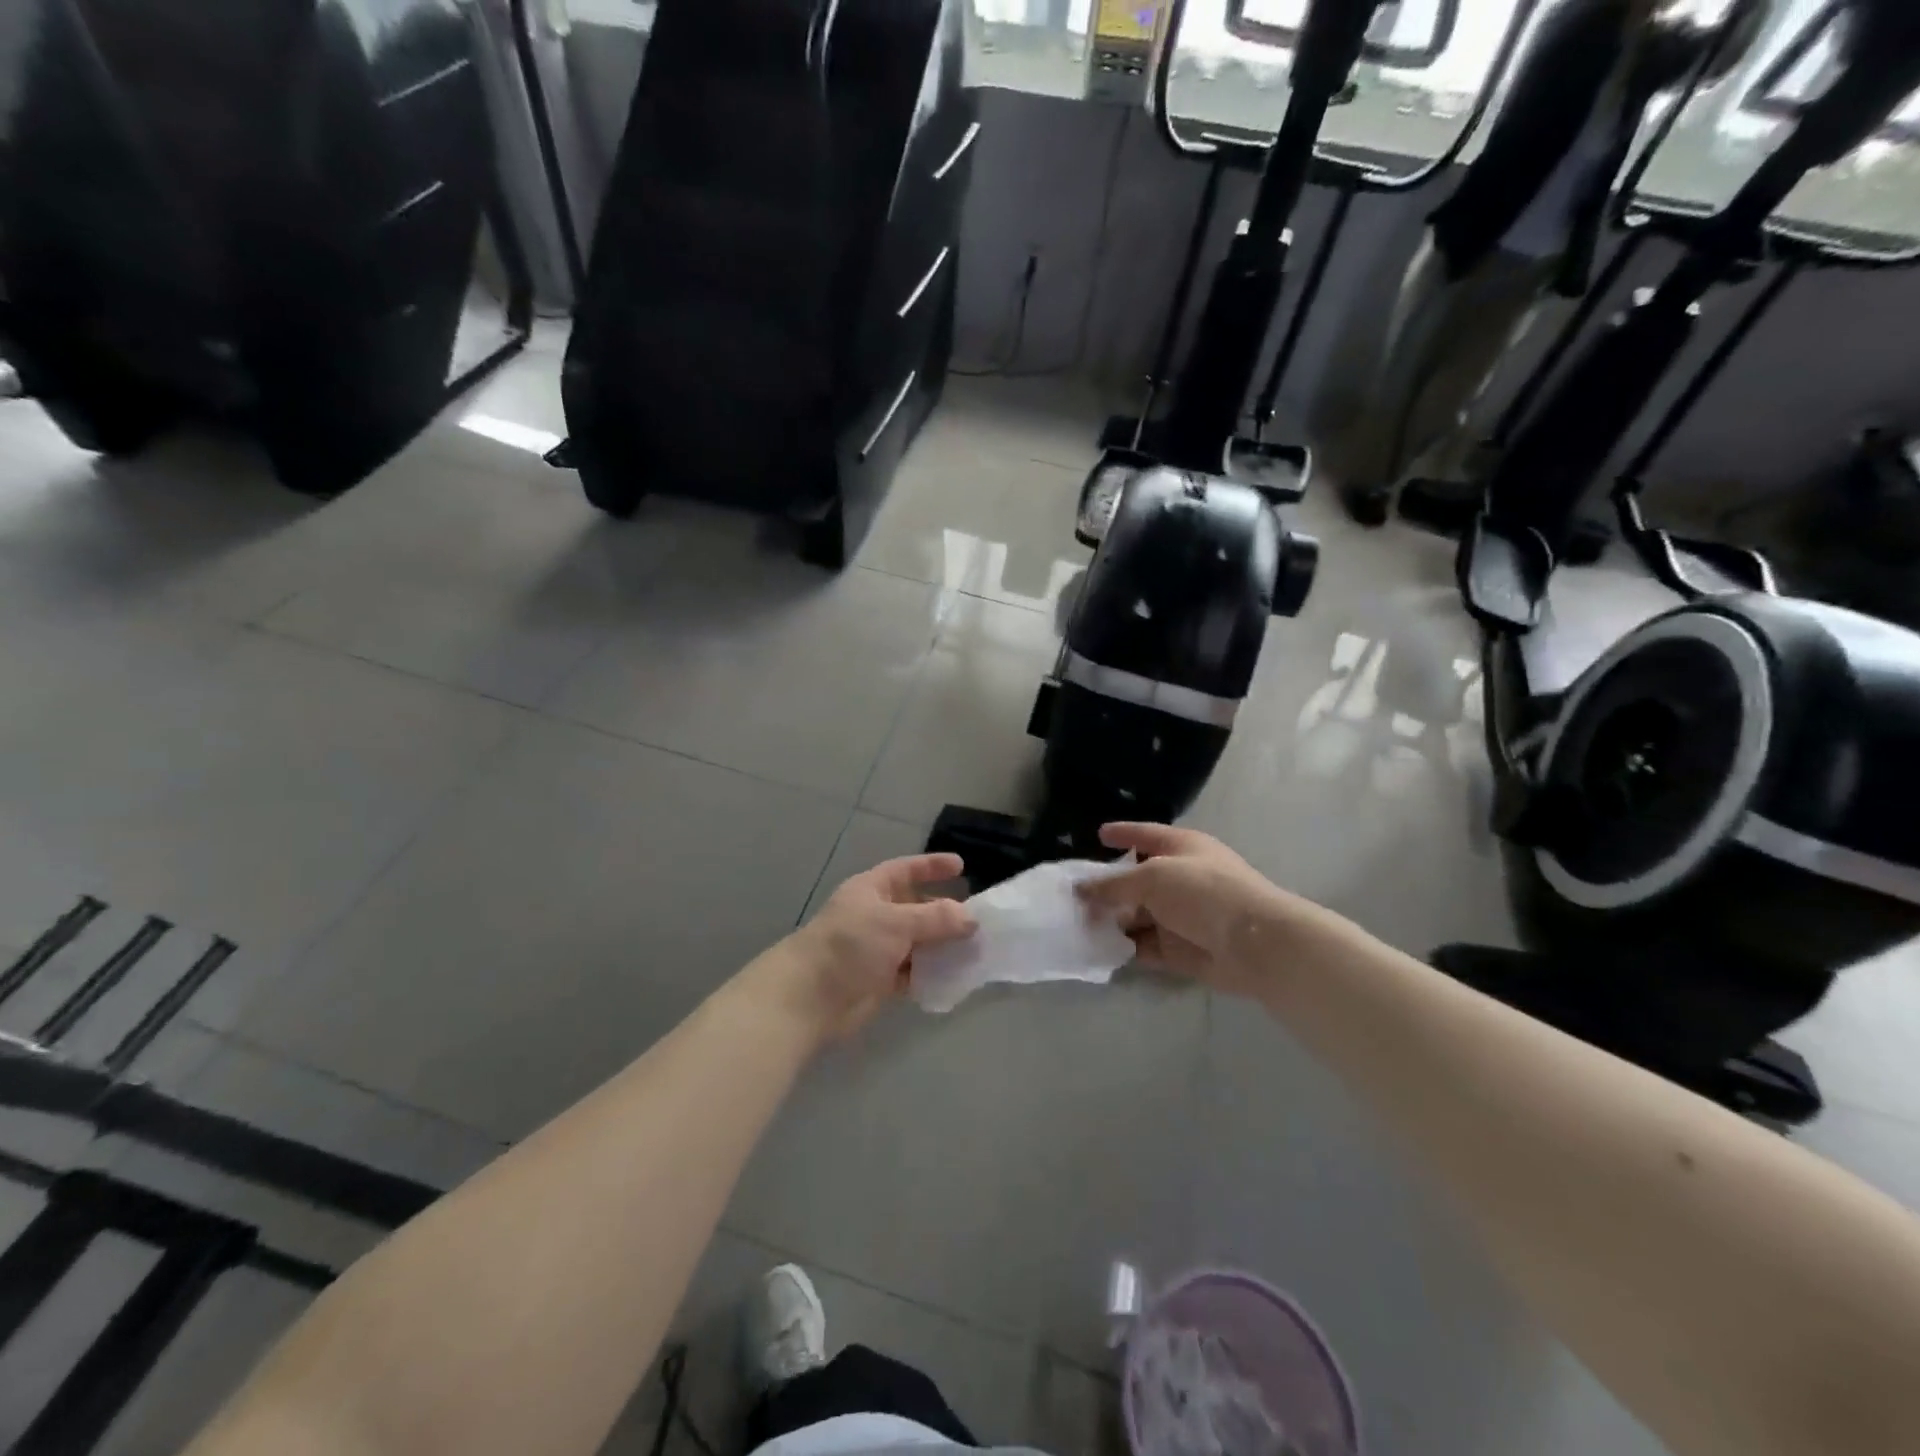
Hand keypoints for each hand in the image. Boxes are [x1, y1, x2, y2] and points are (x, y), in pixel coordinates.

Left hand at [778, 853, 975, 1040]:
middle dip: (945, 912)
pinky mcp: (881, 981)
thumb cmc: (850, 945)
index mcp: (872, 889)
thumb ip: (936, 918)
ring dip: (944, 946)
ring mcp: (878, 949)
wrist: (810, 998)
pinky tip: (958, 976)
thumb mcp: (896, 922)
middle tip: (979, 919)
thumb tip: (971, 918)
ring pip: (919, 942)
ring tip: (978, 950)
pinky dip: (933, 973)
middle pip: (917, 908)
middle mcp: (876, 915)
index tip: (961, 866)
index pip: (906, 870)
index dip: (932, 866)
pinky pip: (915, 972)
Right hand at [1077, 823, 1332, 999]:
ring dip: (1111, 920)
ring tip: (1075, 924)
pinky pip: (1143, 945)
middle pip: (1136, 880)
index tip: (1099, 834)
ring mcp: (1179, 915)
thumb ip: (1114, 884)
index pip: (1145, 835)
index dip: (1123, 833)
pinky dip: (1124, 946)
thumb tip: (1082, 888)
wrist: (1255, 944)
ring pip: (1136, 915)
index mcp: (1181, 848)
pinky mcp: (1178, 949)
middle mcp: (1179, 878)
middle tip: (1071, 894)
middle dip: (1107, 887)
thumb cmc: (1205, 893)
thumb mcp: (1153, 877)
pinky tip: (1097, 948)